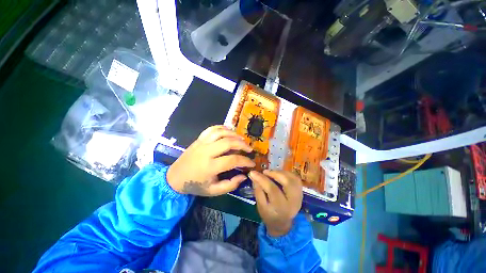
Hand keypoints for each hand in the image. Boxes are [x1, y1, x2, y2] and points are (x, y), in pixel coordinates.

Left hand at [167, 125, 254, 195]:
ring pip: (220, 132)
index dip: (245, 161)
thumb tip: (244, 176)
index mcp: (210, 167)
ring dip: (233, 134)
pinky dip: (222, 128)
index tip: (252, 163)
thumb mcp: (213, 191)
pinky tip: (229, 132)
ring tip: (241, 140)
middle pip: (228, 142)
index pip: (232, 160)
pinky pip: (212, 129)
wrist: (175, 177)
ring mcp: (201, 143)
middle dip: (242, 144)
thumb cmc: (195, 185)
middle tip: (249, 149)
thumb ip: (230, 185)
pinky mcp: (199, 139)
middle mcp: (206, 152)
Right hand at [249, 170, 302, 236]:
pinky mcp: (301, 192)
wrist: (282, 223)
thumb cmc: (269, 215)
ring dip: (281, 172)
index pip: (273, 189)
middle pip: (288, 182)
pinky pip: (296, 178)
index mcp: (281, 207)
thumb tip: (253, 175)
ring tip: (271, 173)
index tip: (253, 173)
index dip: (262, 179)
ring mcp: (299, 196)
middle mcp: (293, 201)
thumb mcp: (260, 206)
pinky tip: (279, 174)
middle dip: (275, 174)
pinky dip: (287, 174)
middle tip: (265, 172)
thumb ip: (258, 190)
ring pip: (293, 178)